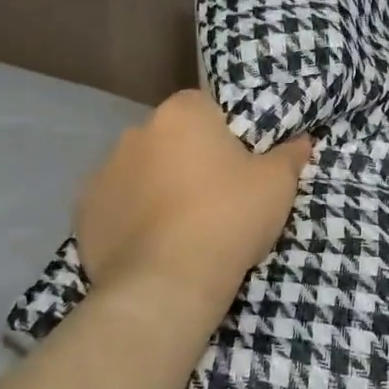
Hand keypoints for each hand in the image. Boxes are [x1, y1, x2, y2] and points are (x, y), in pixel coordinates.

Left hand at [75, 90, 311, 341]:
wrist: (167, 282)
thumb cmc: (229, 218)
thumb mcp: (277, 185)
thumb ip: (290, 156)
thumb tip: (303, 141)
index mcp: (182, 114)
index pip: (204, 107)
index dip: (223, 133)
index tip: (238, 164)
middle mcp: (136, 132)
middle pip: (169, 138)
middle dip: (187, 158)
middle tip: (214, 197)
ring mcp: (103, 171)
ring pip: (140, 171)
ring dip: (157, 186)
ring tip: (181, 226)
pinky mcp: (84, 212)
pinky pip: (117, 205)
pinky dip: (131, 217)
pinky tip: (152, 244)